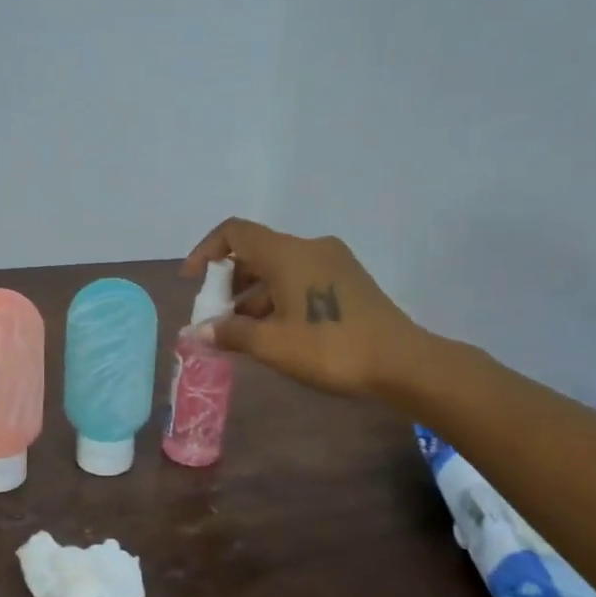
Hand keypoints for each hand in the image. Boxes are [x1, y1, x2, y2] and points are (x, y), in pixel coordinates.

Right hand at [182, 219, 433, 402]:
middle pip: (256, 251)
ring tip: (242, 331)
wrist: (403, 363)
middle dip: (229, 281)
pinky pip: (300, 277)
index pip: (234, 233)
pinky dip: (278, 297)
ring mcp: (333, 262)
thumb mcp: (272, 345)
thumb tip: (198, 332)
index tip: (192, 281)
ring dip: (253, 293)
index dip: (206, 251)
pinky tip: (275, 331)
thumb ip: (230, 333)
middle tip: (216, 315)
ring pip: (279, 267)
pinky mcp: (348, 280)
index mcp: (287, 253)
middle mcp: (309, 247)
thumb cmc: (330, 348)